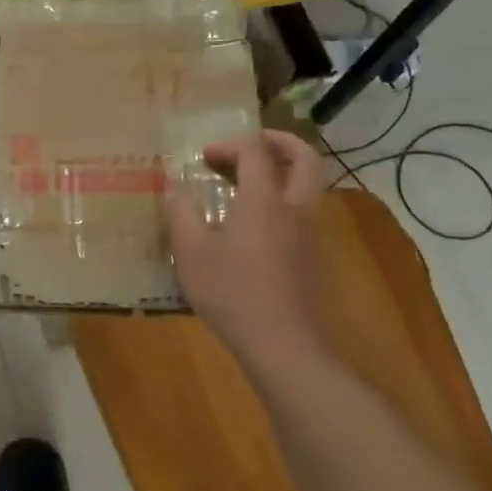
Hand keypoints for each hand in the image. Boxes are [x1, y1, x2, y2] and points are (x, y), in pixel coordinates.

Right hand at [165, 129, 325, 360]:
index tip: (204, 157)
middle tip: (253, 145)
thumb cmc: (233, 293)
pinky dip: (284, 205)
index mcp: (264, 201)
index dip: (229, 145)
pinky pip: (304, 216)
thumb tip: (176, 190)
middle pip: (306, 159)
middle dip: (281, 143)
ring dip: (283, 175)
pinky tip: (255, 230)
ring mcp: (311, 236)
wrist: (286, 347)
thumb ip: (182, 214)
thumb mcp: (191, 253)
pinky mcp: (316, 260)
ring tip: (248, 187)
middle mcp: (295, 210)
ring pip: (310, 188)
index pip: (255, 152)